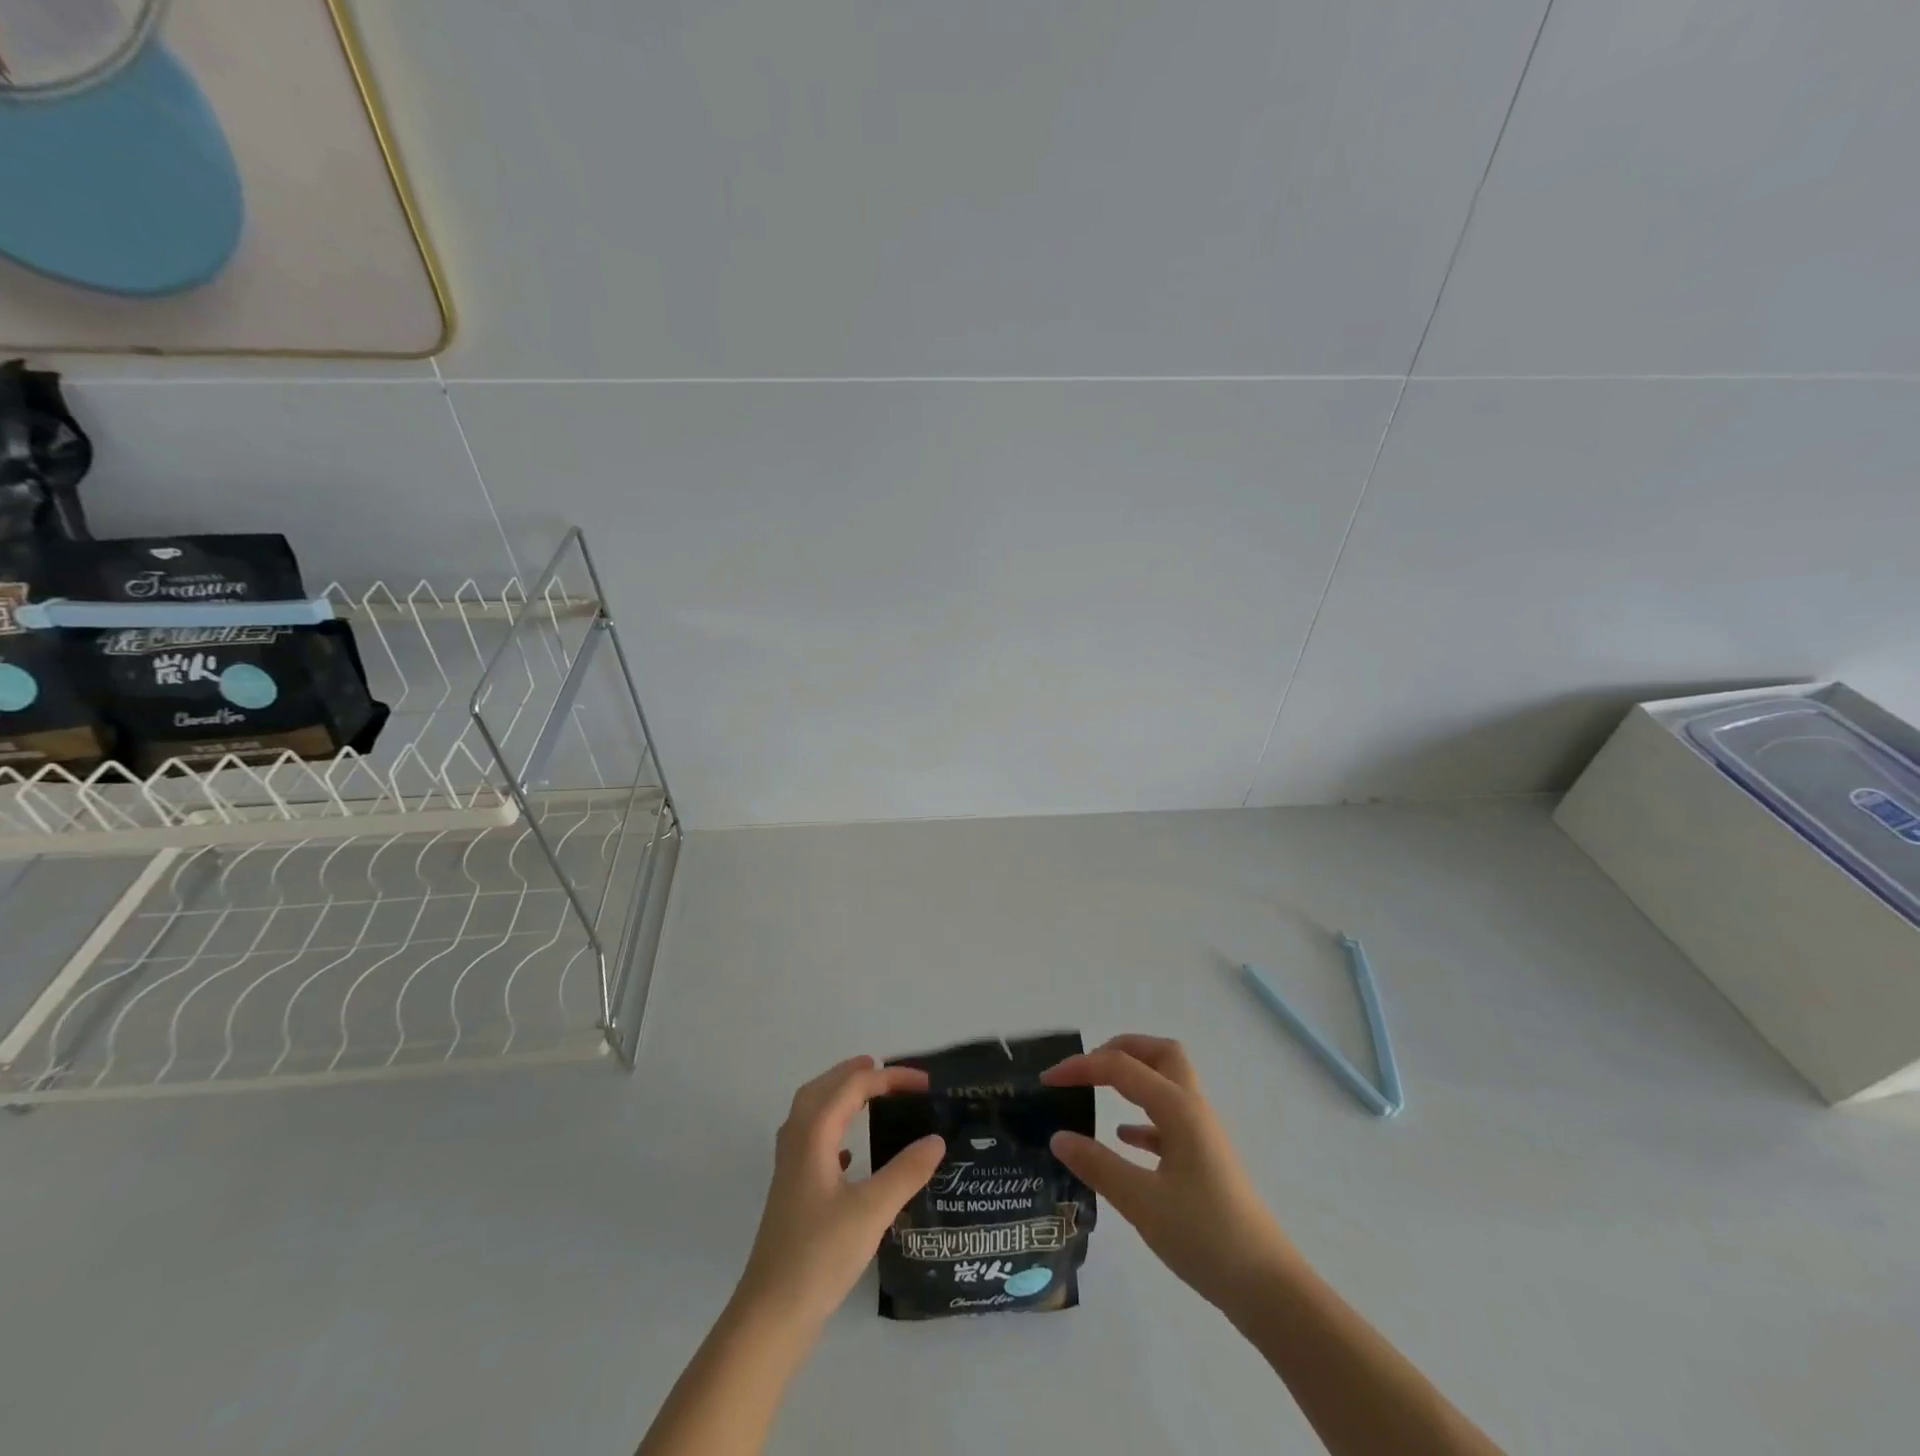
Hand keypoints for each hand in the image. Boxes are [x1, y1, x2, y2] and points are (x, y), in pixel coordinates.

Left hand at [734, 1056, 945, 1331]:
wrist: (770, 1315)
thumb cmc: (819, 1255)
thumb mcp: (872, 1211)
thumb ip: (906, 1172)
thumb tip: (936, 1139)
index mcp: (812, 1136)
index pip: (851, 1087)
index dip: (888, 1078)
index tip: (924, 1083)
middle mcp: (796, 1143)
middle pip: (821, 1090)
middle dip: (851, 1074)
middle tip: (882, 1068)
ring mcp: (789, 1169)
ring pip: (811, 1114)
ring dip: (837, 1097)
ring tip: (865, 1096)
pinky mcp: (791, 1194)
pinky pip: (810, 1143)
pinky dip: (831, 1131)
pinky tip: (848, 1154)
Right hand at [1042, 1035, 1296, 1317]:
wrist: (1267, 1287)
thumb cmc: (1204, 1237)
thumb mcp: (1141, 1202)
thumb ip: (1097, 1165)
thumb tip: (1058, 1136)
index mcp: (1178, 1107)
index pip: (1121, 1067)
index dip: (1081, 1067)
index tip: (1047, 1080)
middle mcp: (1193, 1109)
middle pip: (1159, 1054)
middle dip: (1121, 1049)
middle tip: (1087, 1068)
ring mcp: (1202, 1134)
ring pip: (1167, 1084)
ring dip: (1134, 1078)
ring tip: (1097, 1093)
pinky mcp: (1205, 1160)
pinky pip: (1169, 1120)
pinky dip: (1143, 1118)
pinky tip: (1124, 1139)